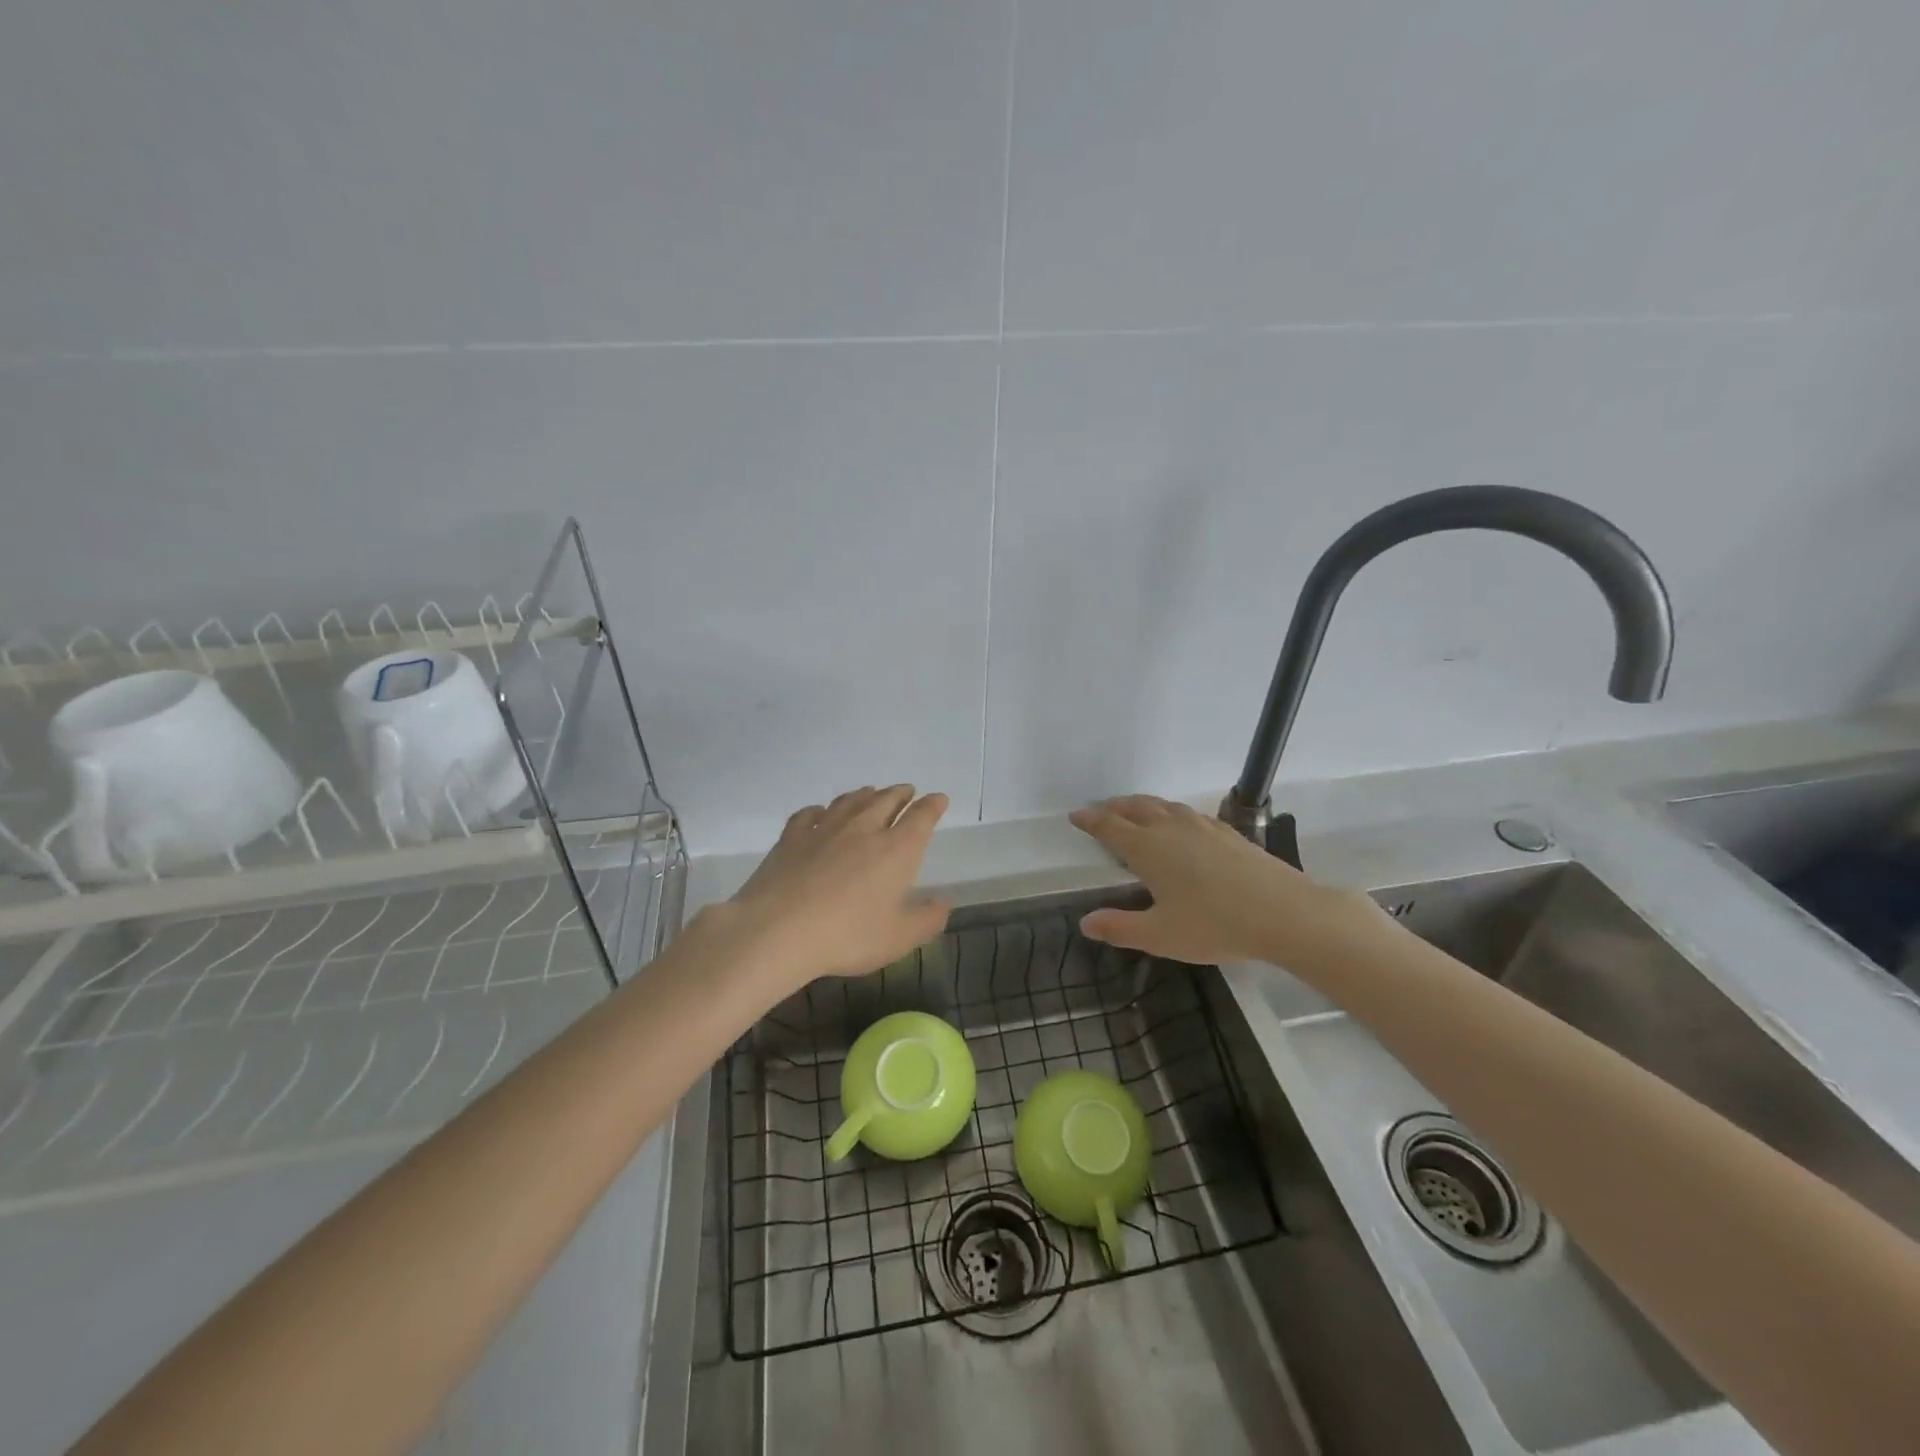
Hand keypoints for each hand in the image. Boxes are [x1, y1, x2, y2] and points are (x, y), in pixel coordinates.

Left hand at [711, 784, 951, 992]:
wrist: (778, 930)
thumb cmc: (847, 935)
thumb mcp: (899, 938)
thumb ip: (927, 919)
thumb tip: (944, 902)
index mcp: (896, 849)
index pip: (921, 817)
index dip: (932, 806)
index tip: (939, 799)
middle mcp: (864, 829)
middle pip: (887, 800)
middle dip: (901, 794)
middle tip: (907, 791)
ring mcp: (825, 828)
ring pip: (850, 801)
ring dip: (865, 794)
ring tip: (871, 792)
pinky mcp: (792, 836)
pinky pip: (810, 813)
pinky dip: (820, 810)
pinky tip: (820, 814)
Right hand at [1069, 795, 1384, 966]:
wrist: (1284, 912)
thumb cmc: (1214, 925)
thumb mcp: (1160, 936)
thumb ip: (1120, 928)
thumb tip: (1086, 922)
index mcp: (1148, 849)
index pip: (1110, 827)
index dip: (1090, 820)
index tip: (1076, 816)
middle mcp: (1170, 829)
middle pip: (1135, 808)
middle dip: (1114, 808)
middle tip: (1101, 811)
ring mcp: (1202, 827)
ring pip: (1163, 806)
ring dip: (1142, 805)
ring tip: (1134, 810)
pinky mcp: (1228, 832)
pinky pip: (1188, 813)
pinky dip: (1172, 812)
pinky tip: (1181, 823)